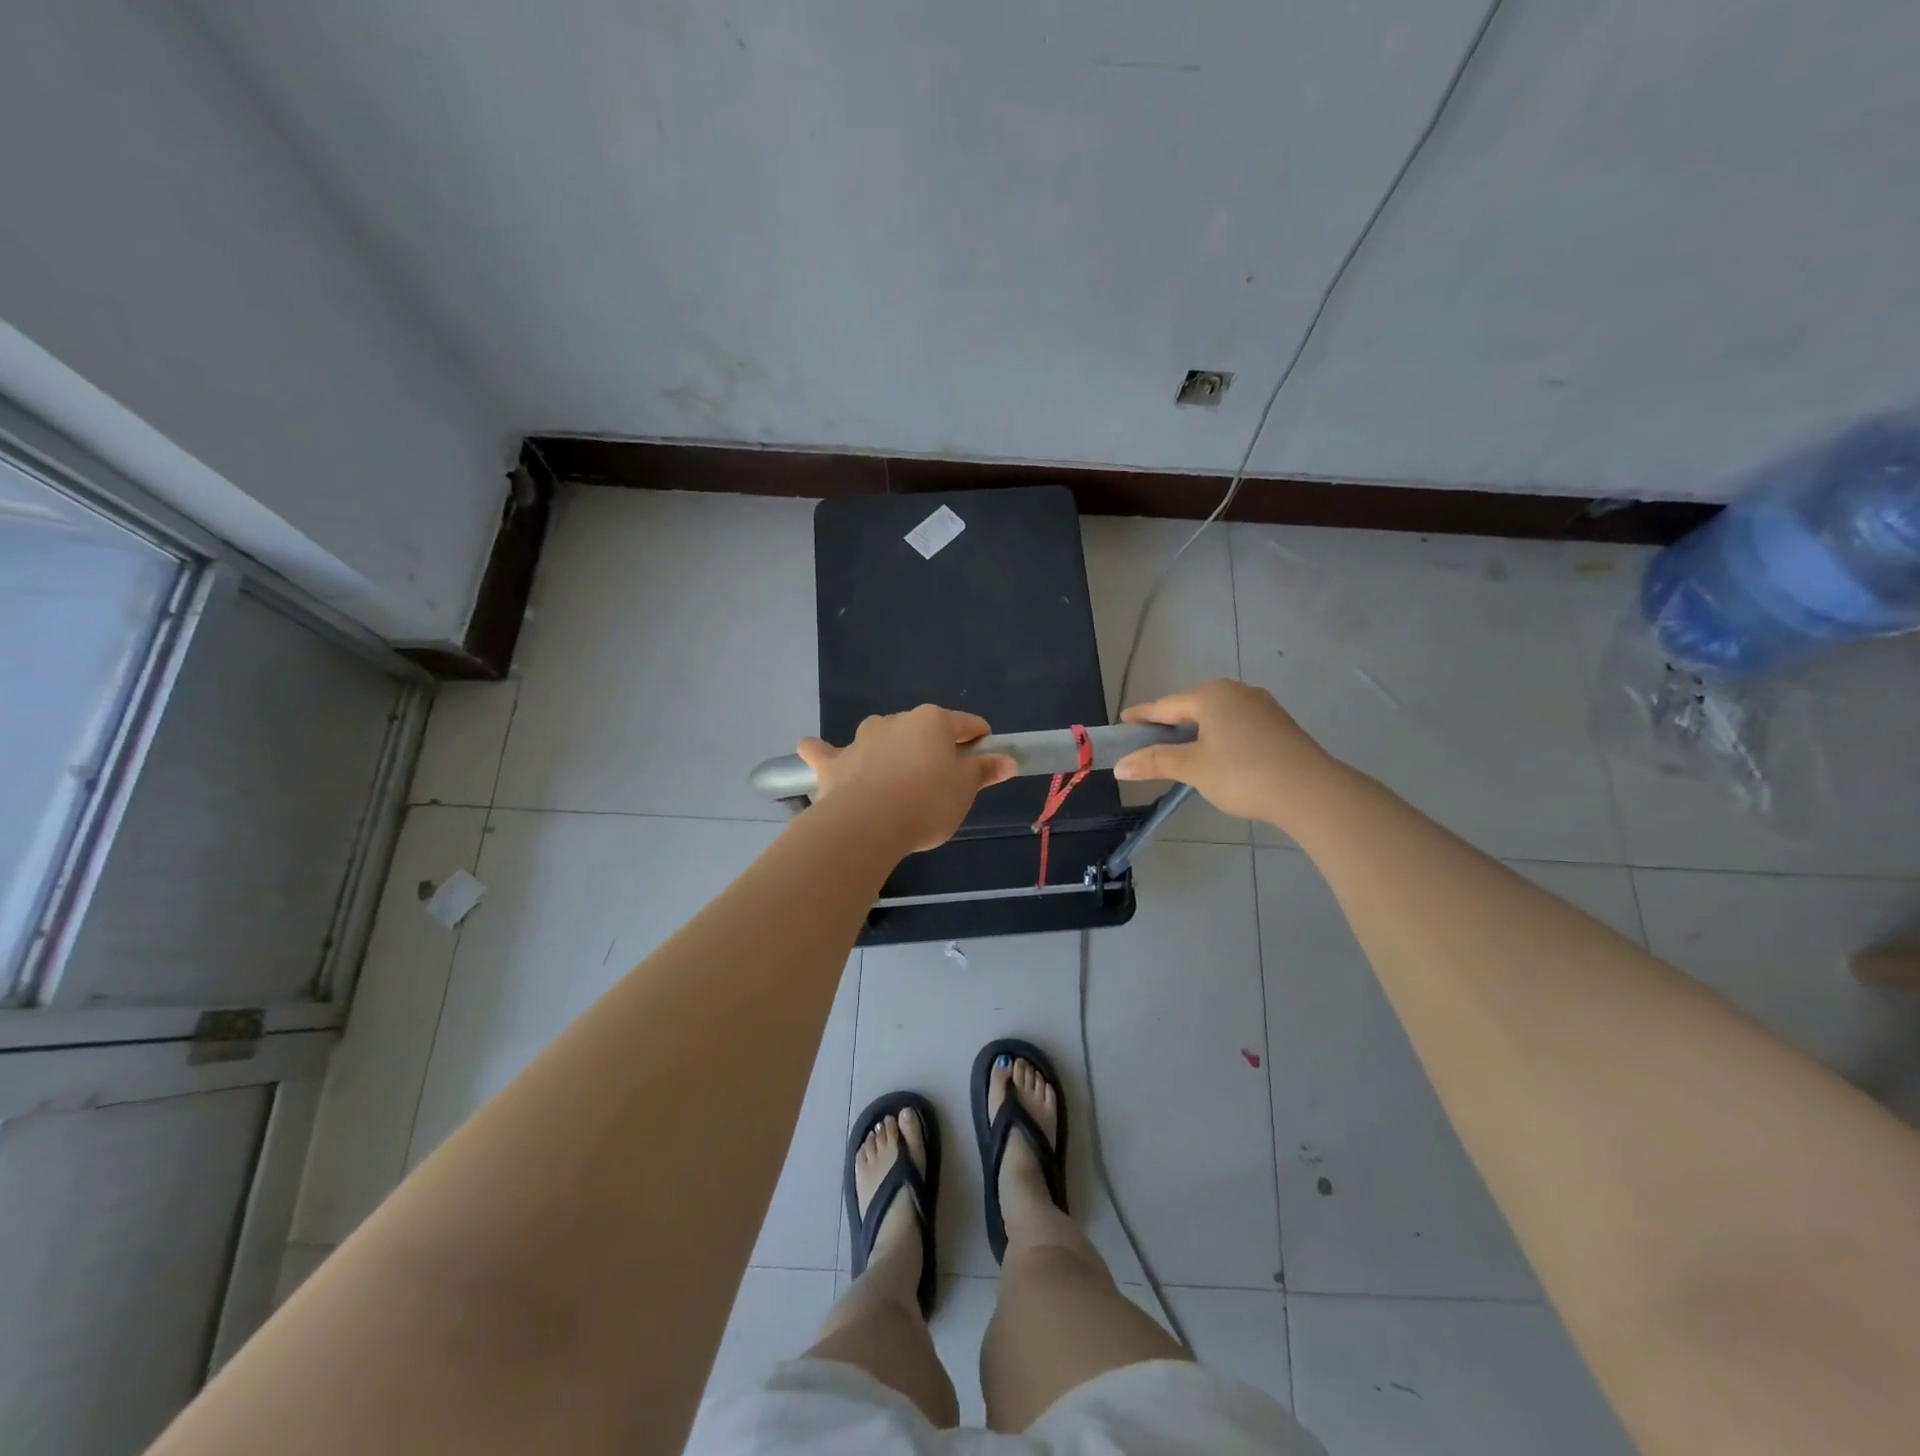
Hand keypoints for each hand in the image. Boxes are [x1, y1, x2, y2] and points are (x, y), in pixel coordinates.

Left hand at [796, 706, 1015, 853]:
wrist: (868, 825)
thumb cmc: (927, 804)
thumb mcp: (964, 790)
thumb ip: (984, 771)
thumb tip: (1008, 760)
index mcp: (932, 722)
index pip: (965, 724)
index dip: (979, 739)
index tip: (984, 757)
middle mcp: (896, 721)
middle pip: (921, 730)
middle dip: (932, 748)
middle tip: (940, 781)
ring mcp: (861, 739)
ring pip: (879, 736)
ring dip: (887, 749)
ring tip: (894, 778)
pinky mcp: (833, 762)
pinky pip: (825, 752)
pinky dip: (823, 752)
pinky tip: (815, 752)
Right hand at [1113, 679, 1335, 825]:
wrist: (1311, 791)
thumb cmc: (1243, 774)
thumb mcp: (1193, 769)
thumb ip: (1155, 762)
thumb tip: (1120, 766)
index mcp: (1210, 695)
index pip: (1165, 706)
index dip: (1142, 716)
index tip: (1123, 722)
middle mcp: (1236, 691)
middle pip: (1191, 707)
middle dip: (1169, 724)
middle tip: (1148, 741)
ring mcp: (1261, 706)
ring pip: (1216, 715)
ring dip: (1195, 731)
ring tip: (1180, 751)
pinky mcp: (1278, 724)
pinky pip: (1236, 724)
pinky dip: (1218, 736)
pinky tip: (1216, 755)